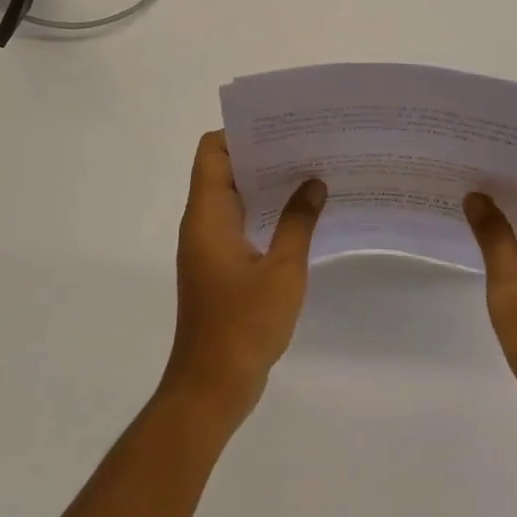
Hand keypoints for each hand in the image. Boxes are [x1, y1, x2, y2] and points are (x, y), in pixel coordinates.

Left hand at [161, 131, 325, 426]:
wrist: (211, 388)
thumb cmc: (243, 326)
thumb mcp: (282, 271)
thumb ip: (298, 222)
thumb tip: (314, 183)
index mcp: (207, 215)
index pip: (213, 151)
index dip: (241, 132)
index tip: (281, 127)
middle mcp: (202, 223)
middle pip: (225, 169)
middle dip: (263, 154)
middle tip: (307, 145)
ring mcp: (209, 246)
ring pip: (234, 197)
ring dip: (267, 184)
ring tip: (311, 173)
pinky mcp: (220, 266)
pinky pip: (240, 223)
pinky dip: (265, 212)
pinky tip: (301, 216)